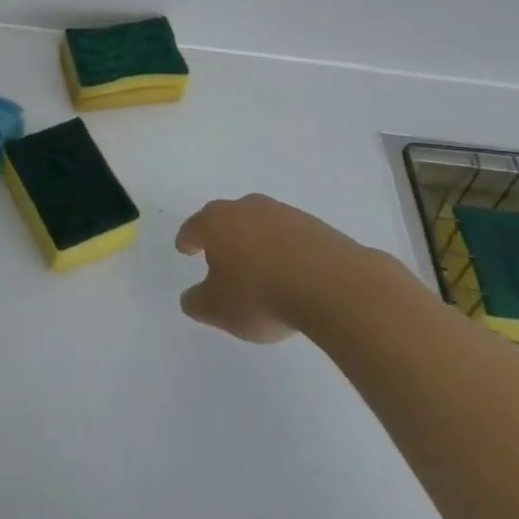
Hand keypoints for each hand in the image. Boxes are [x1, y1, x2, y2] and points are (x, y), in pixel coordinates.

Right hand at [176, 195, 370, 342]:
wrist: (333, 286)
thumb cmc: (261, 294)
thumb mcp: (218, 309)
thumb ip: (198, 302)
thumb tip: (191, 298)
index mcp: (217, 221)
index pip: (194, 226)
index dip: (188, 239)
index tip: (184, 248)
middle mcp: (248, 208)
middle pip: (229, 219)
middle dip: (224, 237)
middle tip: (221, 259)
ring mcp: (286, 214)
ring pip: (262, 226)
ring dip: (258, 244)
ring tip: (261, 272)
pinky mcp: (318, 227)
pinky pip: (292, 239)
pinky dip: (287, 253)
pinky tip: (292, 276)